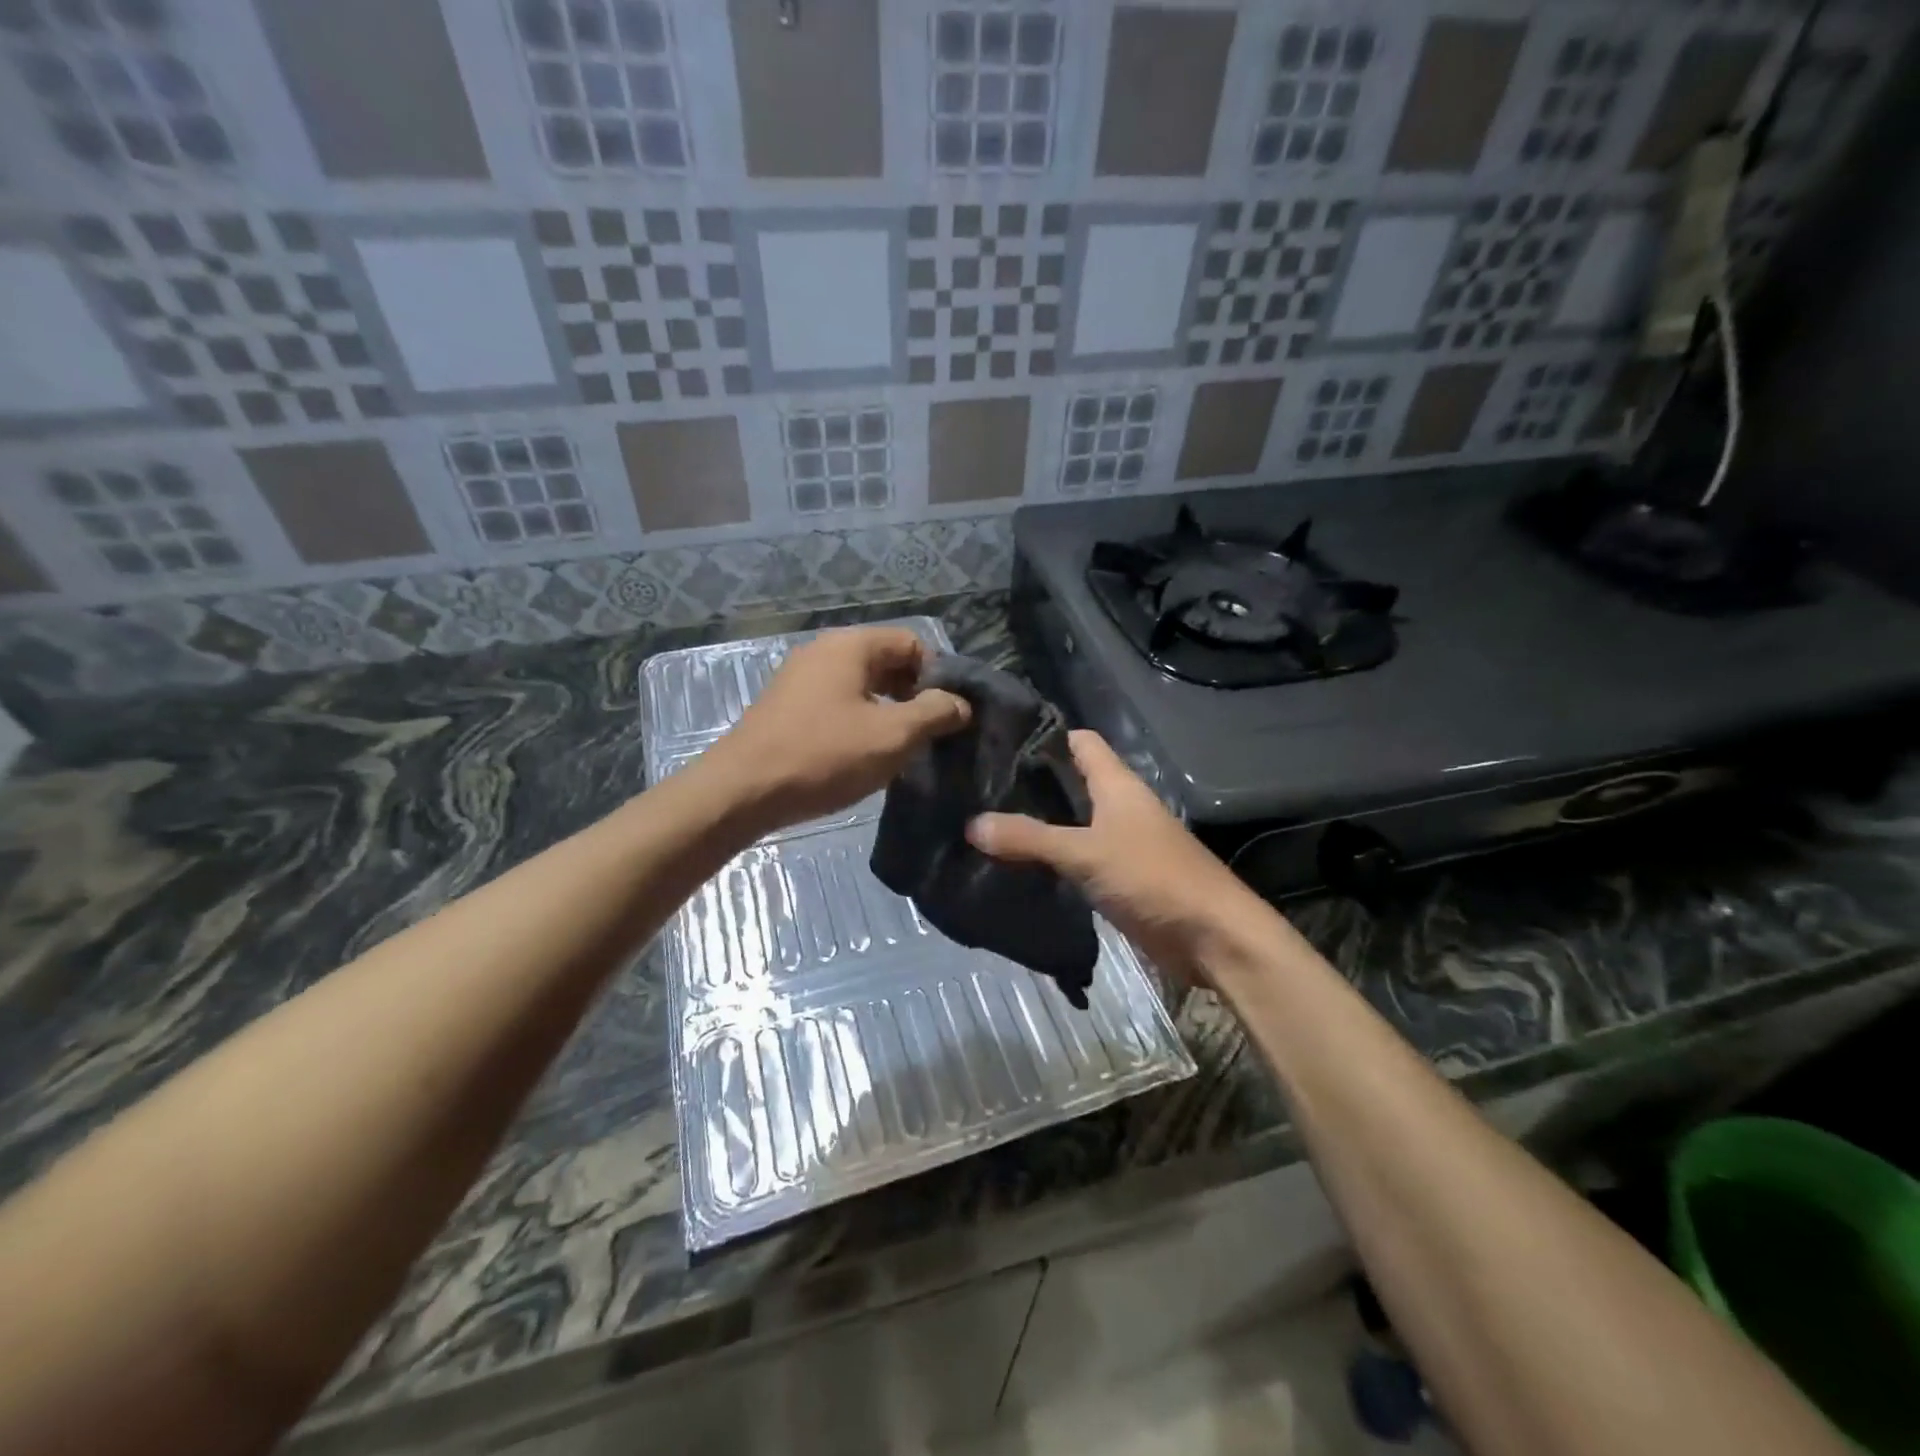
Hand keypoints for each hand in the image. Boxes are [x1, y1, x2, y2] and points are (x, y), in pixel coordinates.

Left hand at [699, 627, 969, 834]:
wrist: (742, 791)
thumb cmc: (824, 756)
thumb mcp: (892, 735)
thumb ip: (935, 713)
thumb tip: (960, 703)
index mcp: (850, 646)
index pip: (913, 643)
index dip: (939, 676)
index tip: (950, 714)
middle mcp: (824, 651)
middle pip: (887, 662)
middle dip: (915, 694)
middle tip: (931, 734)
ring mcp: (801, 679)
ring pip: (863, 685)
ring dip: (889, 711)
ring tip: (902, 749)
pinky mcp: (787, 707)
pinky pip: (838, 703)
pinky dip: (860, 721)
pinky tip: (865, 755)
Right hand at [967, 730, 1274, 974]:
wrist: (1212, 937)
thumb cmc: (1153, 877)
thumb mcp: (1085, 853)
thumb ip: (1030, 838)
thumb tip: (972, 824)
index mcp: (1118, 785)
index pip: (1079, 742)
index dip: (1044, 735)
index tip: (997, 737)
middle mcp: (1120, 806)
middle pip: (1072, 782)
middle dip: (1031, 782)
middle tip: (978, 784)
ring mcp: (1122, 843)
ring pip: (1073, 822)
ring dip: (1039, 823)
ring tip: (987, 820)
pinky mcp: (1121, 878)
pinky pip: (1078, 858)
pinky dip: (1052, 858)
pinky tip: (1018, 865)